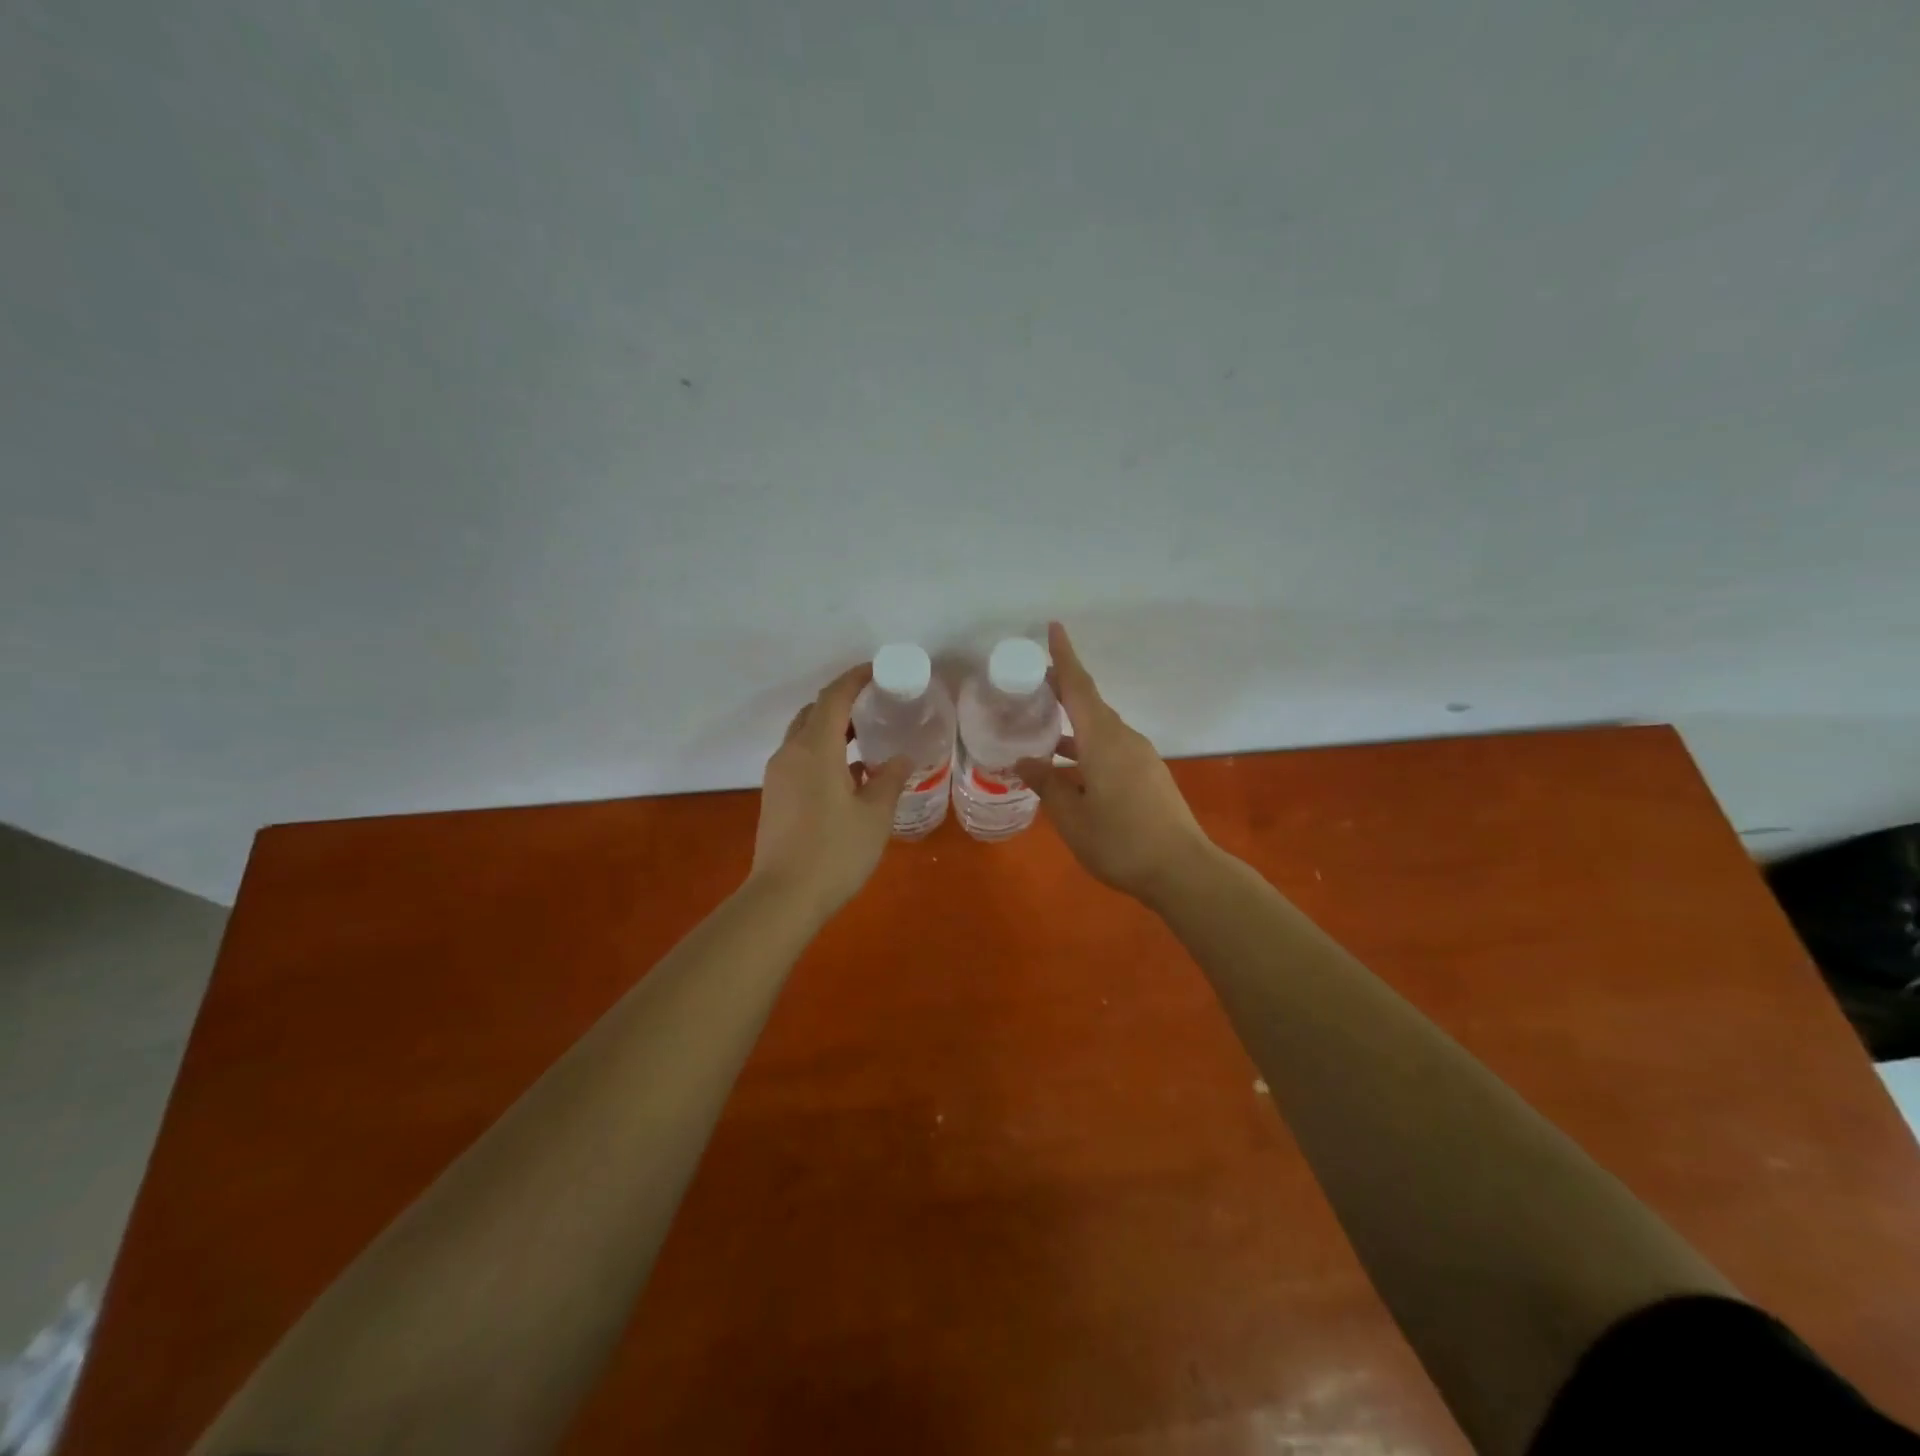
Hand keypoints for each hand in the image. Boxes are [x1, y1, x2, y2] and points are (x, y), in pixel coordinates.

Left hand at [749, 664, 912, 917]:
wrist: (783, 897)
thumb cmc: (835, 852)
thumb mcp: (875, 815)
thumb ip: (890, 779)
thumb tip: (901, 757)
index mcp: (815, 749)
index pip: (834, 697)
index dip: (855, 679)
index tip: (879, 672)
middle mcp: (791, 753)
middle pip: (815, 712)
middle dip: (843, 702)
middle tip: (876, 706)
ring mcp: (778, 775)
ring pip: (804, 736)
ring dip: (832, 729)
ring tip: (865, 739)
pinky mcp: (775, 796)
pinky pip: (799, 758)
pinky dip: (822, 752)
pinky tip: (848, 774)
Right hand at [1016, 622, 1217, 905]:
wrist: (1182, 870)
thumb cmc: (1120, 841)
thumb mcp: (1072, 817)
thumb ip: (1047, 783)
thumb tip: (1025, 761)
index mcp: (1103, 740)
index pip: (1079, 687)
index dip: (1064, 657)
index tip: (1053, 627)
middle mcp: (1124, 739)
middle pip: (1090, 704)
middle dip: (1062, 691)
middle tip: (1030, 685)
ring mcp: (1140, 758)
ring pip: (1100, 730)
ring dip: (1072, 726)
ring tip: (1040, 731)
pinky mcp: (1148, 776)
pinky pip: (1111, 749)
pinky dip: (1086, 748)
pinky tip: (1069, 770)